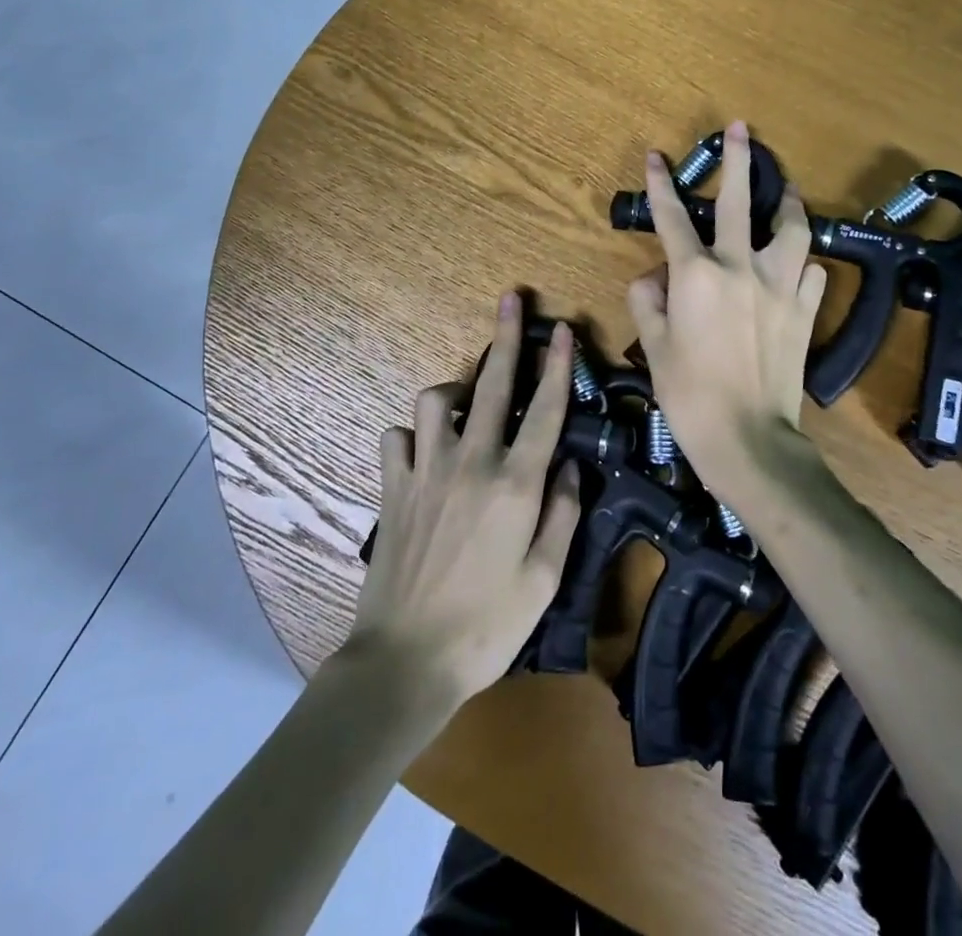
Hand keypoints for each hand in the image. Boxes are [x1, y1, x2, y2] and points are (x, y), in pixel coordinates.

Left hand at [345, 292, 582, 706]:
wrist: (405, 661)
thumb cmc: (487, 626)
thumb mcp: (544, 579)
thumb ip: (562, 514)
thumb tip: (568, 466)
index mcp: (516, 485)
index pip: (545, 410)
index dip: (557, 365)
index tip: (562, 329)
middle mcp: (471, 463)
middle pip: (493, 385)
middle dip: (506, 337)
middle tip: (511, 300)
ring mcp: (426, 471)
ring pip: (436, 401)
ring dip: (455, 392)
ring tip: (468, 402)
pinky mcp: (392, 488)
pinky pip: (397, 438)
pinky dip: (412, 435)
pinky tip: (423, 450)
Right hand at [626, 121, 828, 510]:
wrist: (748, 438)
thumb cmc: (689, 395)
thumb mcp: (653, 347)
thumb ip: (648, 302)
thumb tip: (653, 278)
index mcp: (696, 275)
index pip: (673, 218)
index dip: (661, 184)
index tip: (657, 156)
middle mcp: (740, 268)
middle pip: (740, 202)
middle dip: (737, 160)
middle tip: (741, 128)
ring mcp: (779, 286)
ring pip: (792, 228)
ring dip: (789, 203)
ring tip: (786, 190)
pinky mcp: (805, 309)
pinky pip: (810, 272)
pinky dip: (802, 262)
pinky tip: (798, 262)